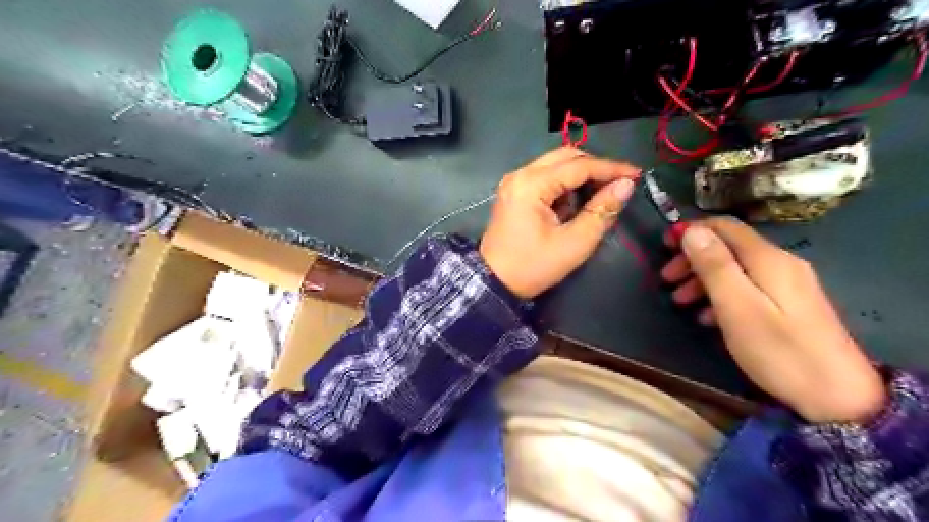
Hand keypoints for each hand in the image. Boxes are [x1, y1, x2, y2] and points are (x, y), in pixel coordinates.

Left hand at [479, 149, 638, 298]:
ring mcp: (514, 182)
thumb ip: (601, 212)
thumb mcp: (574, 244)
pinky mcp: (514, 191)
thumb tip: (625, 185)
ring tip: (599, 196)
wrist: (494, 282)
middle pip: (565, 156)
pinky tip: (575, 204)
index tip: (636, 175)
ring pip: (555, 165)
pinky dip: (564, 185)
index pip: (579, 166)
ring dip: (580, 176)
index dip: (611, 168)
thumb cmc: (533, 267)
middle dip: (595, 168)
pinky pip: (545, 177)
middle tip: (618, 184)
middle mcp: (520, 175)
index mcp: (531, 185)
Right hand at [660, 216, 883, 424]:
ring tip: (680, 302)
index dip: (691, 230)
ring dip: (702, 279)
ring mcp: (787, 284)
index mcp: (767, 259)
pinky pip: (746, 287)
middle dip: (692, 258)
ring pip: (734, 268)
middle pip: (727, 246)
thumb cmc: (778, 350)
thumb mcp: (737, 307)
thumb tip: (692, 230)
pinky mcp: (789, 304)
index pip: (724, 226)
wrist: (839, 397)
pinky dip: (720, 295)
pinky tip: (707, 317)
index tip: (664, 247)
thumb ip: (715, 266)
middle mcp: (780, 263)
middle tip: (666, 280)